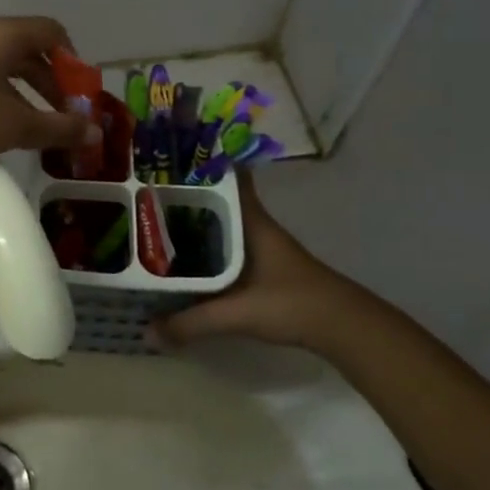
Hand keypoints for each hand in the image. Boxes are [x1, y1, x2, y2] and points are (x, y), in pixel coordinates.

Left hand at [0, 17, 99, 176]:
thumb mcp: (17, 127)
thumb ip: (60, 127)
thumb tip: (94, 132)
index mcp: (1, 33)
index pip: (51, 31)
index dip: (73, 60)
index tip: (80, 92)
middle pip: (27, 46)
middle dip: (50, 79)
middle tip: (62, 113)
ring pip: (3, 60)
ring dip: (25, 88)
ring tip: (34, 123)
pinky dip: (0, 90)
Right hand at [155, 172, 379, 355]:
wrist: (344, 327)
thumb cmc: (292, 304)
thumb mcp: (237, 313)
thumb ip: (191, 323)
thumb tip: (147, 332)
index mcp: (251, 221)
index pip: (229, 177)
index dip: (202, 163)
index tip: (169, 157)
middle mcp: (255, 226)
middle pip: (217, 200)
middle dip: (185, 195)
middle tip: (145, 193)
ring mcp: (261, 246)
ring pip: (221, 224)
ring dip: (194, 222)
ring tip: (154, 223)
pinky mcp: (264, 267)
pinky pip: (226, 246)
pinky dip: (206, 247)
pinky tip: (186, 260)